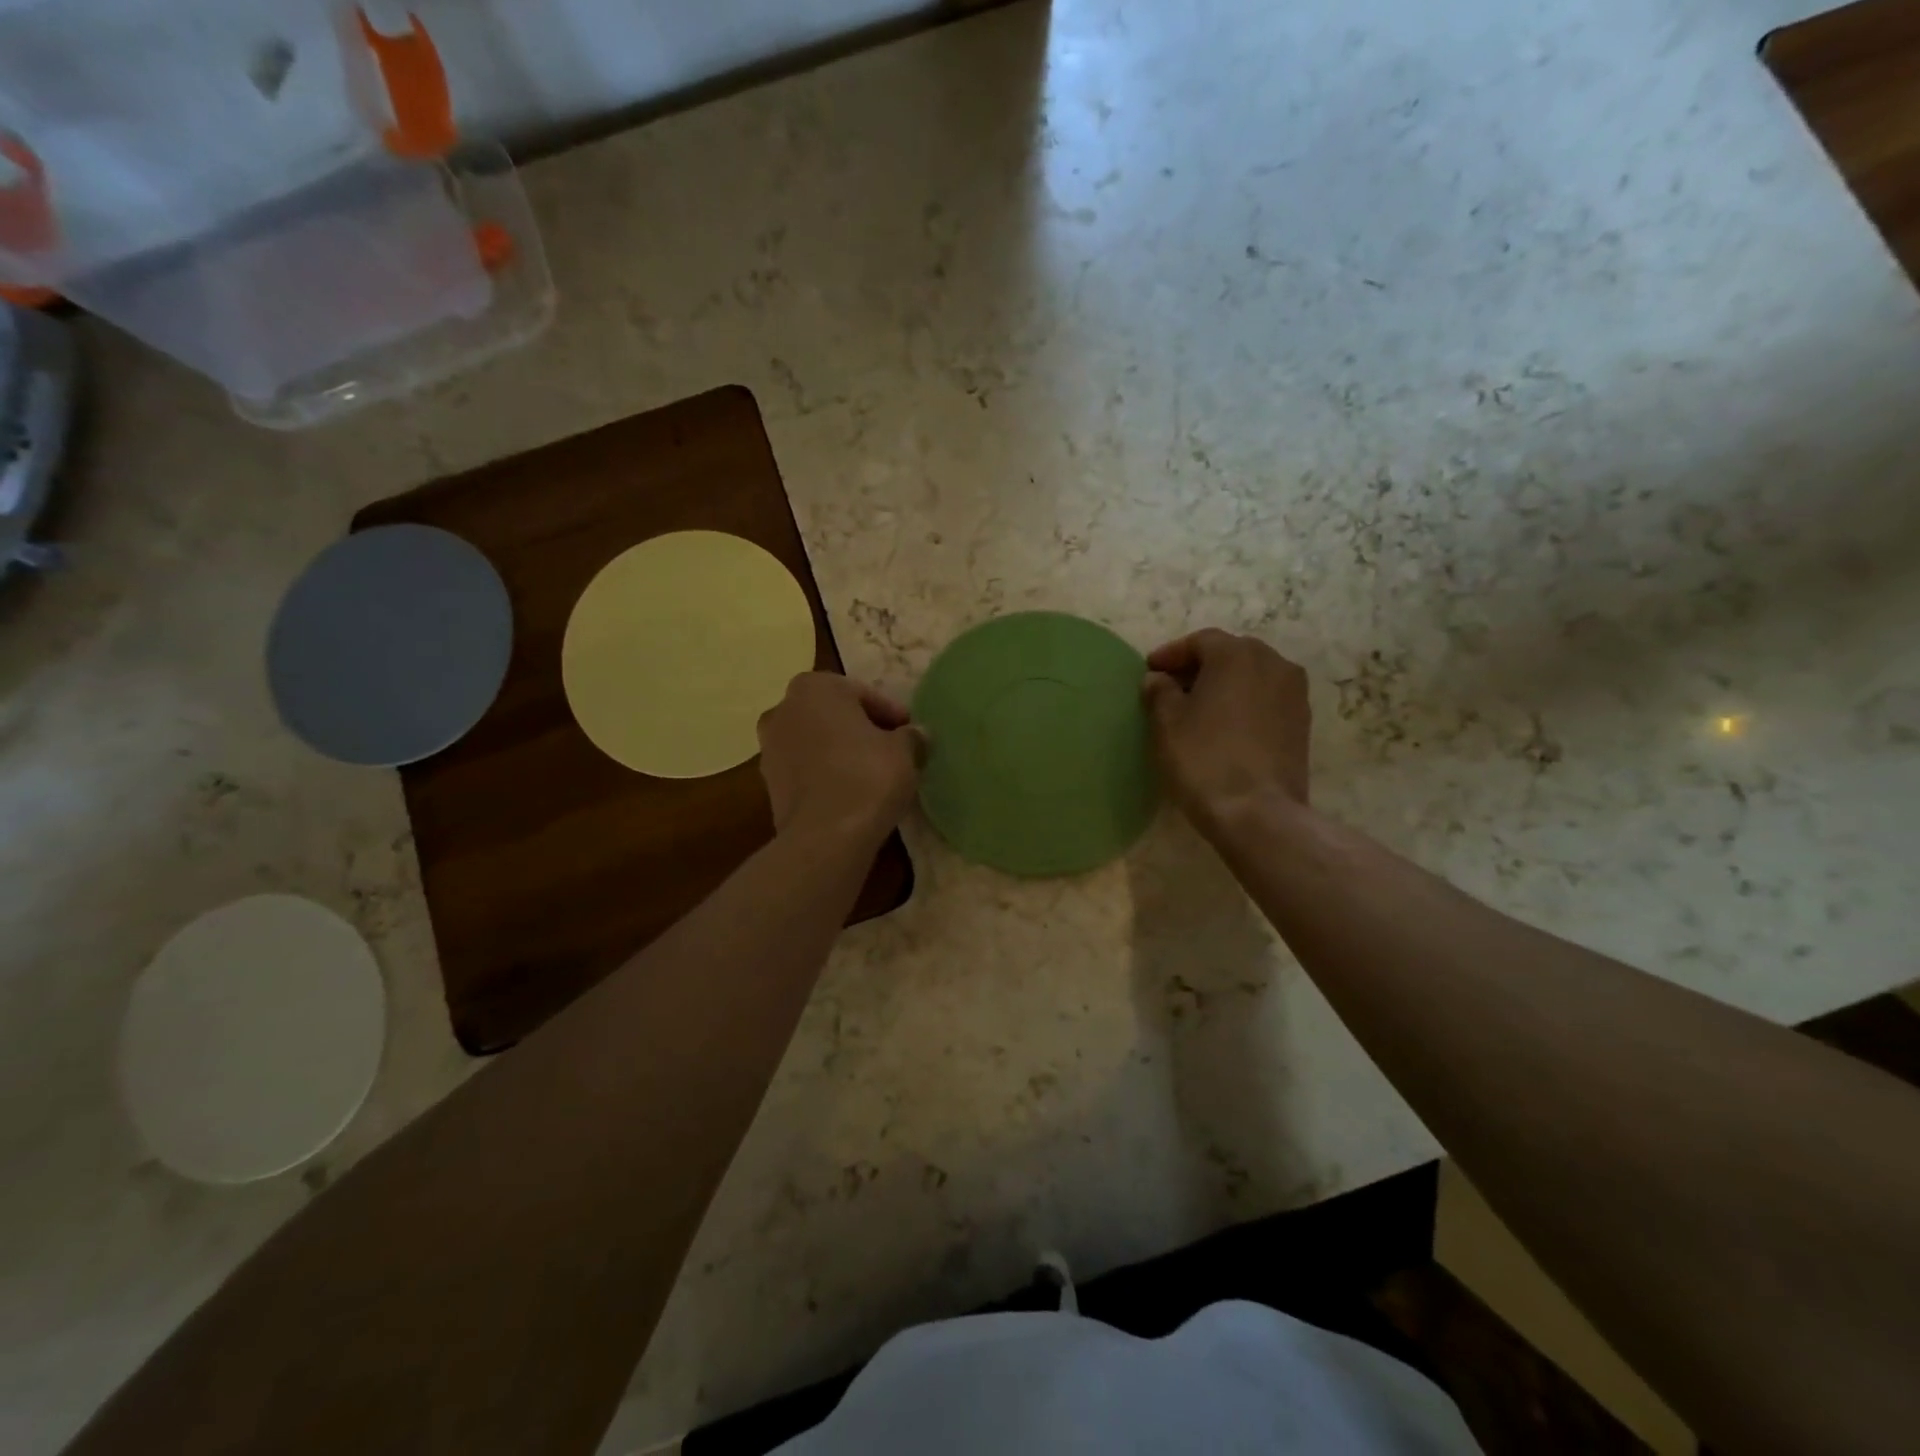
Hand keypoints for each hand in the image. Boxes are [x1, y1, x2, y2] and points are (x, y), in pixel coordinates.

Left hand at [757, 674, 923, 845]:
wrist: (824, 837)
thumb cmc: (867, 777)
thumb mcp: (904, 751)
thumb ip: (911, 736)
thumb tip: (916, 735)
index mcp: (814, 687)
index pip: (862, 693)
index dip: (890, 714)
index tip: (909, 733)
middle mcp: (783, 709)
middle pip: (834, 715)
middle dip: (861, 729)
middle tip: (892, 750)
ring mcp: (769, 747)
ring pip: (817, 742)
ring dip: (841, 752)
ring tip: (872, 774)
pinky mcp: (768, 783)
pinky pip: (806, 769)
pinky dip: (826, 774)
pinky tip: (851, 792)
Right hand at [1142, 629, 1310, 830]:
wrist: (1257, 812)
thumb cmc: (1203, 759)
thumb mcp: (1167, 723)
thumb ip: (1160, 692)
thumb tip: (1159, 679)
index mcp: (1237, 654)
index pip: (1199, 641)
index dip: (1171, 654)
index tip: (1150, 670)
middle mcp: (1273, 663)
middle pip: (1230, 654)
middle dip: (1200, 666)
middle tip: (1173, 686)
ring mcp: (1294, 693)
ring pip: (1252, 676)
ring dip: (1225, 684)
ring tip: (1199, 707)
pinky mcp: (1303, 722)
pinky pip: (1267, 699)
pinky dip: (1245, 703)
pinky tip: (1225, 725)